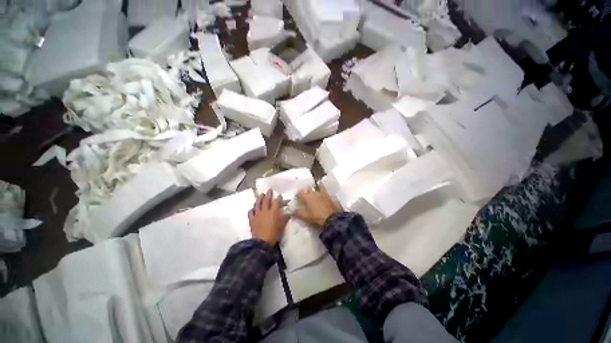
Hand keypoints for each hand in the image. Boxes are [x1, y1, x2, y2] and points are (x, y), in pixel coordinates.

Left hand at [249, 190, 289, 244]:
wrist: (261, 243)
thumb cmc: (273, 234)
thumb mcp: (282, 226)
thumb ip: (285, 219)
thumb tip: (289, 214)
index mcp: (273, 212)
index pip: (276, 202)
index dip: (278, 198)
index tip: (280, 195)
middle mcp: (265, 211)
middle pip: (266, 200)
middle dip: (268, 194)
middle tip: (269, 190)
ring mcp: (257, 215)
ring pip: (258, 204)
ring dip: (260, 198)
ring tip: (261, 195)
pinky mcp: (252, 220)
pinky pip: (251, 212)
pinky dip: (252, 209)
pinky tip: (253, 208)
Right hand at [294, 187, 338, 227]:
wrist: (332, 218)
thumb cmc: (316, 217)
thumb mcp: (304, 217)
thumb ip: (296, 212)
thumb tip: (290, 210)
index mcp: (306, 196)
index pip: (300, 192)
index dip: (298, 195)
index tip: (298, 198)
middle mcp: (313, 192)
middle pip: (308, 189)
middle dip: (306, 192)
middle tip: (305, 197)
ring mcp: (322, 192)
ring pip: (316, 188)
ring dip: (314, 191)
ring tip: (313, 195)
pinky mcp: (329, 195)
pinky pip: (323, 189)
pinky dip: (321, 191)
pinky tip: (321, 195)